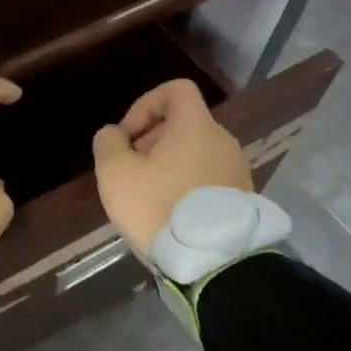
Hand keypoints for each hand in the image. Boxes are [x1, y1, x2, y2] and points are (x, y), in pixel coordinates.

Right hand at [92, 78, 251, 252]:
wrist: (214, 260)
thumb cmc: (160, 207)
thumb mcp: (116, 174)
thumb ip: (108, 144)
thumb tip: (113, 134)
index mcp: (195, 126)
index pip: (176, 90)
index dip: (145, 104)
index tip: (128, 136)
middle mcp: (222, 140)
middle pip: (183, 124)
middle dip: (151, 141)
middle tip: (131, 171)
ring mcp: (237, 170)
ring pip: (195, 153)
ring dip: (168, 165)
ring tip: (148, 196)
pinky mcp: (242, 198)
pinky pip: (208, 178)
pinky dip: (186, 185)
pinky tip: (170, 214)